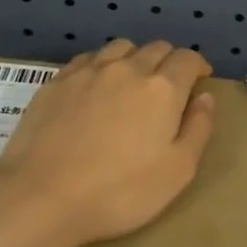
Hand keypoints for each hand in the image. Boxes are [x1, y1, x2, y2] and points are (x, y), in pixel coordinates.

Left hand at [0, 39, 214, 246]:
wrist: (41, 198)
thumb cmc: (119, 192)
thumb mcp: (177, 171)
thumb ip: (198, 128)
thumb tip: (205, 97)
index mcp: (162, 88)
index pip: (188, 59)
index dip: (198, 66)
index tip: (199, 80)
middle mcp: (127, 69)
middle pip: (156, 48)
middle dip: (169, 61)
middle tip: (168, 87)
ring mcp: (88, 72)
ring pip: (120, 48)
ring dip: (134, 58)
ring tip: (132, 82)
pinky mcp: (56, 82)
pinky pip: (87, 60)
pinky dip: (101, 66)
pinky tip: (95, 88)